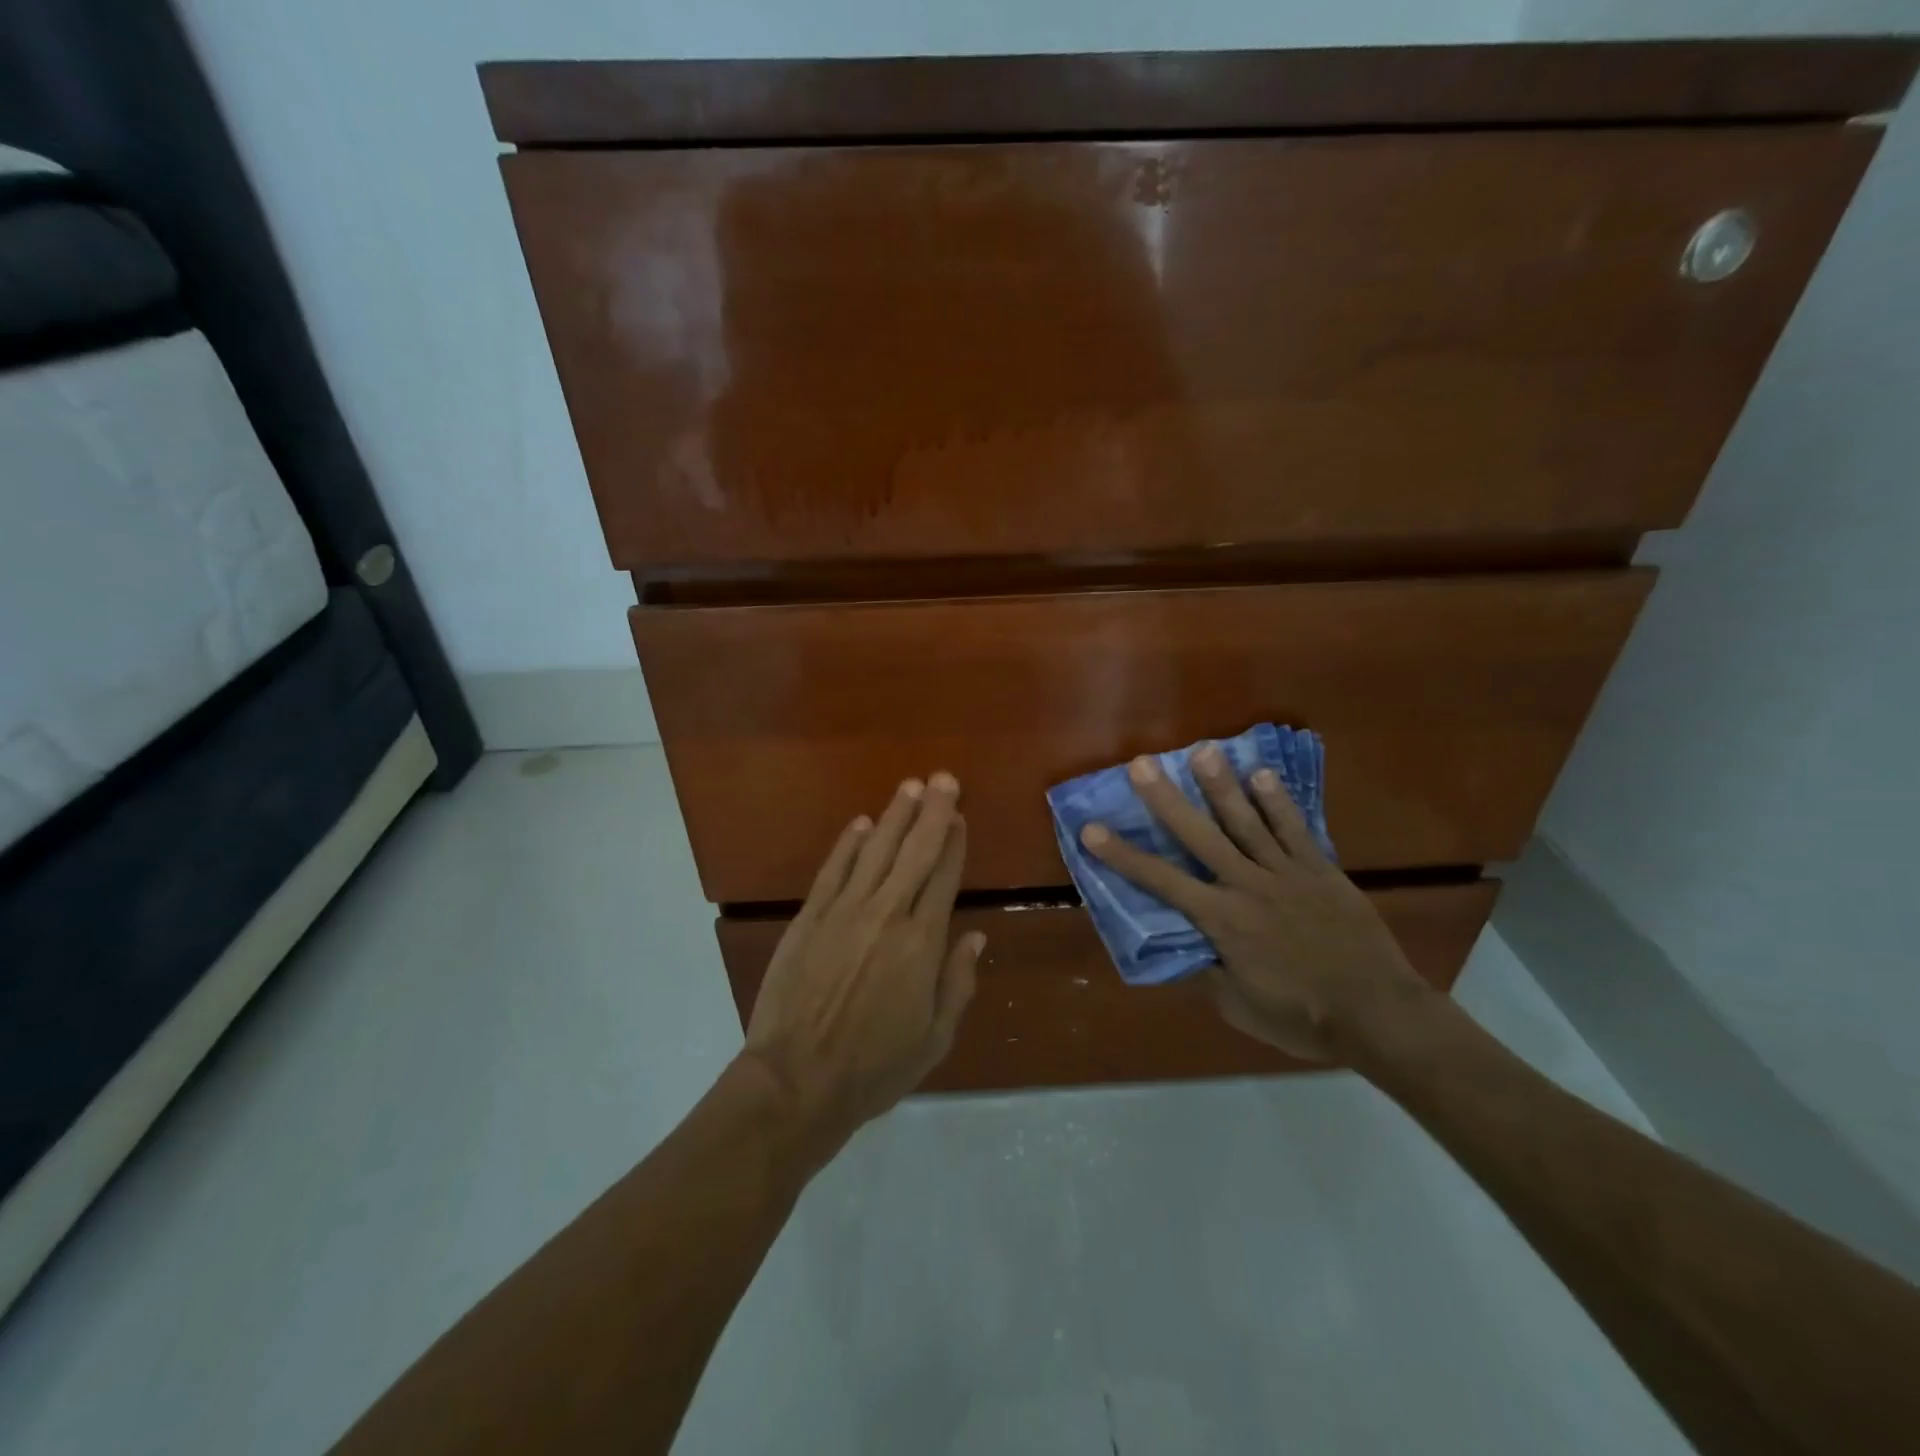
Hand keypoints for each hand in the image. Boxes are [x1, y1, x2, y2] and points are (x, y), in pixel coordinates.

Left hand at [742, 773, 981, 1158]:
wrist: (797, 1082)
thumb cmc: (875, 1068)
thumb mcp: (934, 1037)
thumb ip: (957, 982)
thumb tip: (976, 936)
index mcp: (923, 943)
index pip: (944, 878)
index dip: (954, 843)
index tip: (960, 816)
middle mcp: (887, 915)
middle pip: (915, 852)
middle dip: (932, 812)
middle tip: (943, 778)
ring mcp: (844, 912)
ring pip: (876, 851)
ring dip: (895, 816)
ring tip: (911, 787)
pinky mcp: (809, 918)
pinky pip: (833, 870)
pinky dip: (848, 844)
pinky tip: (861, 824)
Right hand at [1080, 745, 1432, 1060]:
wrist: (1377, 1014)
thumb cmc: (1301, 1017)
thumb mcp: (1239, 1006)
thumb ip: (1206, 972)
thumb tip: (1182, 947)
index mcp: (1221, 920)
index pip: (1160, 880)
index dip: (1122, 855)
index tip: (1092, 830)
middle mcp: (1246, 885)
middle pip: (1199, 835)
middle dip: (1166, 799)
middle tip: (1142, 764)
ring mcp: (1286, 873)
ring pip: (1246, 822)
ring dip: (1221, 786)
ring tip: (1202, 751)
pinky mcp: (1320, 870)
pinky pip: (1295, 830)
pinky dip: (1278, 802)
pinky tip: (1262, 774)